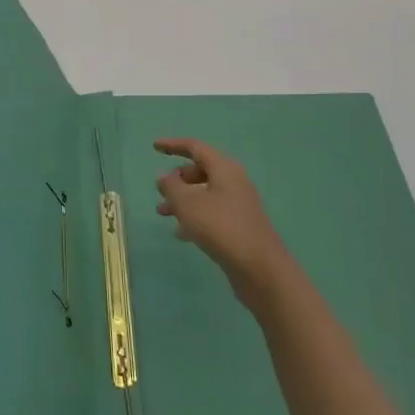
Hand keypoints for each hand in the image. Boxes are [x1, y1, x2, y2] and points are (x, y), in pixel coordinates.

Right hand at [155, 138, 294, 308]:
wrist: (260, 269)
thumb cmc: (220, 228)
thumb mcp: (187, 204)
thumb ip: (171, 186)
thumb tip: (165, 176)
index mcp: (224, 169)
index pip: (196, 147)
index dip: (173, 145)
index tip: (154, 147)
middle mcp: (234, 182)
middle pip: (201, 170)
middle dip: (178, 178)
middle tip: (161, 190)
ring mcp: (239, 205)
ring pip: (205, 194)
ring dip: (182, 200)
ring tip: (162, 213)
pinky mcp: (240, 226)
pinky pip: (212, 212)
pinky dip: (194, 216)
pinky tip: (181, 234)